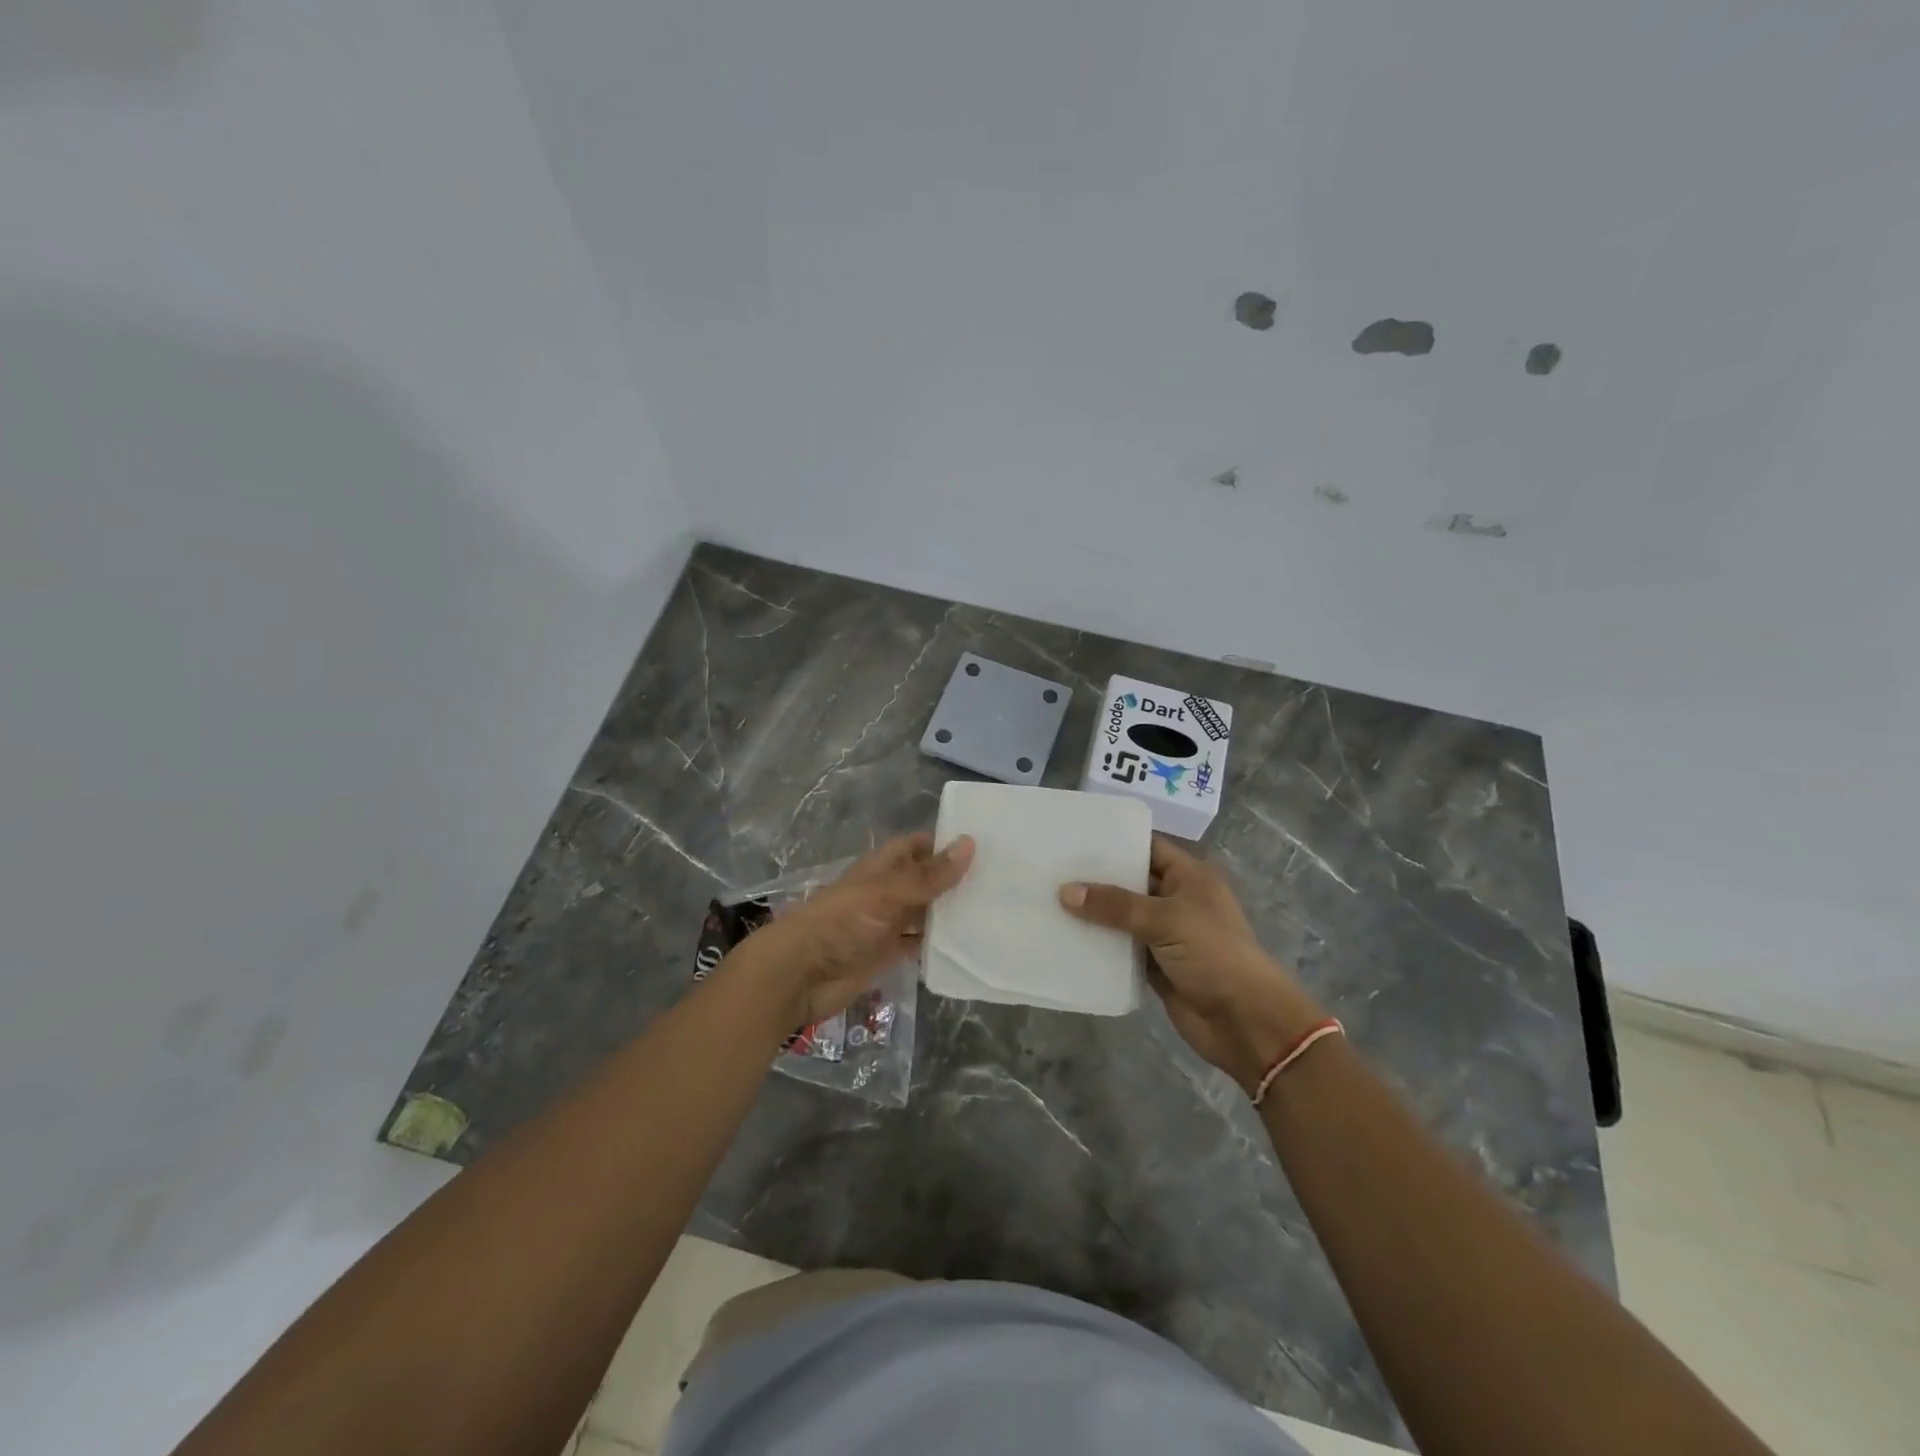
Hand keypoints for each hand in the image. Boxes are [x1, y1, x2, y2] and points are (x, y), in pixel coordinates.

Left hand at [733, 832, 974, 1027]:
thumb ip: (928, 876)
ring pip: (924, 914)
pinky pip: (918, 946)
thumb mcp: (886, 894)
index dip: (943, 843)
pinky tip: (969, 945)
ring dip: (949, 914)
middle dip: (954, 880)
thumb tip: (969, 843)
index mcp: (881, 868)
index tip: (984, 845)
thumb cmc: (840, 923)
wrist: (798, 974)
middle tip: (1001, 881)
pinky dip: (938, 945)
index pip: (916, 846)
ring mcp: (885, 925)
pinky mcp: (885, 955)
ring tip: (995, 912)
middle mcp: (885, 892)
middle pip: (924, 881)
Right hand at [1060, 836, 1322, 1092]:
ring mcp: (1166, 935)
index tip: (1074, 837)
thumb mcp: (1165, 919)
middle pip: (1131, 883)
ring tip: (1048, 900)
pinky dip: (1099, 946)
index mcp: (1189, 877)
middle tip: (1051, 869)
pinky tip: (1065, 938)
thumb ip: (1115, 905)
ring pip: (1122, 918)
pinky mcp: (1155, 967)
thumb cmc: (1213, 954)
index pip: (1148, 847)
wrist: (1244, 1021)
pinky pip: (1121, 950)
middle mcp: (1177, 900)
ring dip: (1093, 914)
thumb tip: (1065, 891)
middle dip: (1096, 879)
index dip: (1115, 842)